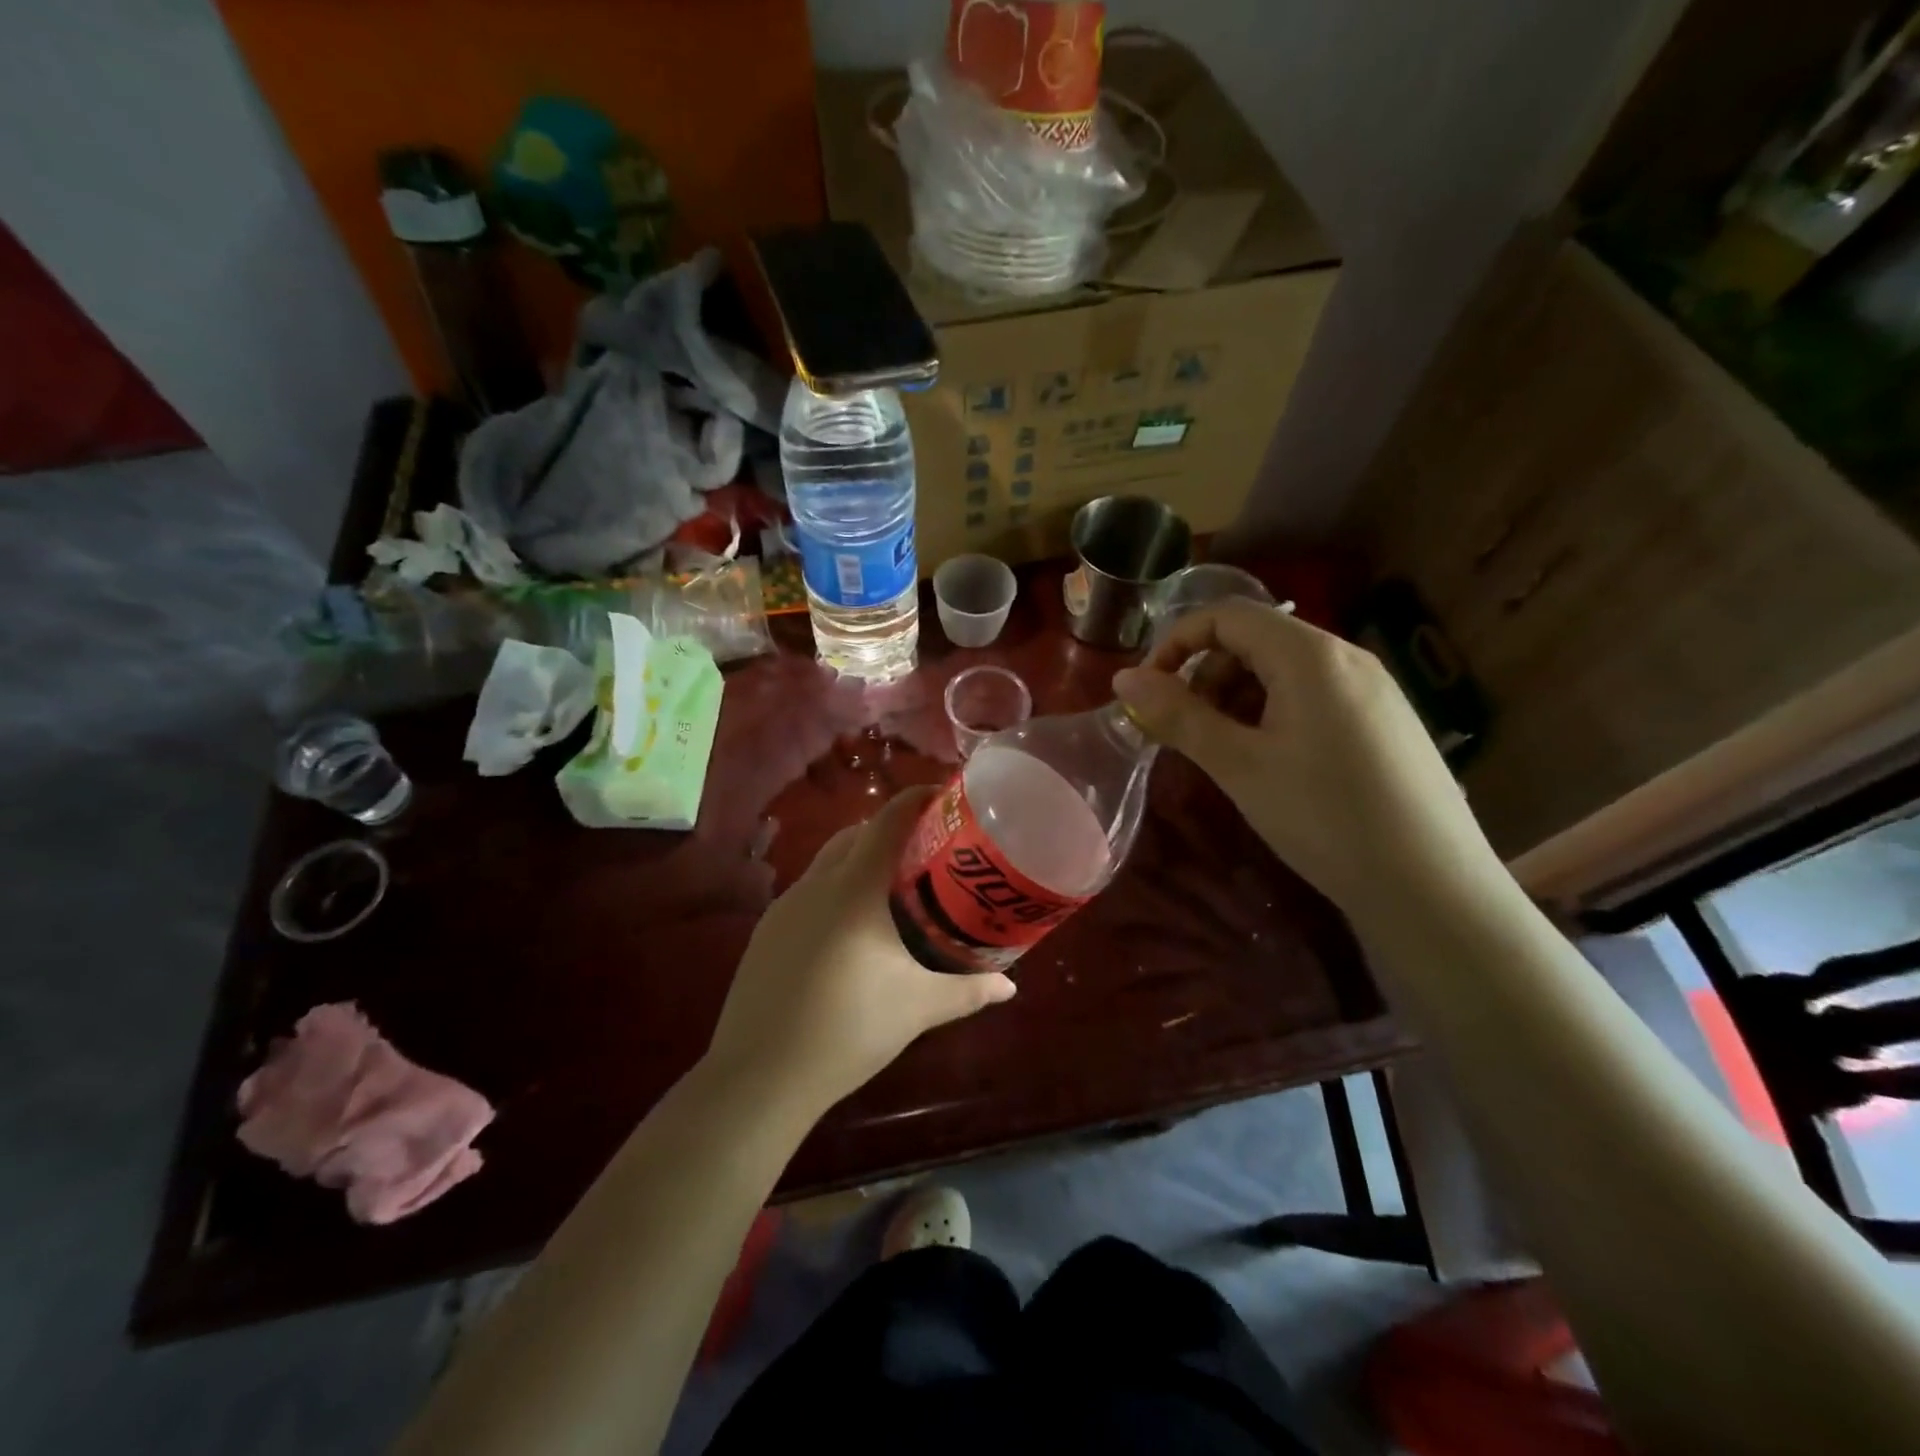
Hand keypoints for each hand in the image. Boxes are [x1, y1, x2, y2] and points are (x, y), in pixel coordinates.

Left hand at [701, 787, 1016, 1119]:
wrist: (760, 1075)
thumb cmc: (850, 1029)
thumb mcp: (918, 1007)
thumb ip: (968, 990)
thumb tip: (1010, 985)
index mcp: (854, 889)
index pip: (887, 821)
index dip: (915, 799)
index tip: (943, 797)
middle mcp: (816, 884)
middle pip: (856, 834)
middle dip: (890, 829)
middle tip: (928, 847)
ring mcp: (785, 906)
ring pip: (828, 861)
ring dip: (860, 858)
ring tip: (893, 886)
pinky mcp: (767, 931)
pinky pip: (809, 890)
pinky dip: (836, 888)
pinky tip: (851, 928)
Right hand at [1112, 601, 1498, 917]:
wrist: (1432, 886)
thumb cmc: (1323, 817)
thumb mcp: (1239, 765)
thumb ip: (1178, 715)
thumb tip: (1122, 679)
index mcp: (1309, 654)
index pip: (1225, 615)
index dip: (1175, 644)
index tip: (1148, 693)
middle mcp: (1346, 656)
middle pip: (1255, 638)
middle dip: (1206, 674)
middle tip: (1186, 730)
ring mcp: (1373, 687)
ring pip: (1284, 668)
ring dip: (1238, 696)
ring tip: (1227, 752)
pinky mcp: (1386, 719)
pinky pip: (1314, 693)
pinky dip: (1274, 713)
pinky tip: (1273, 763)